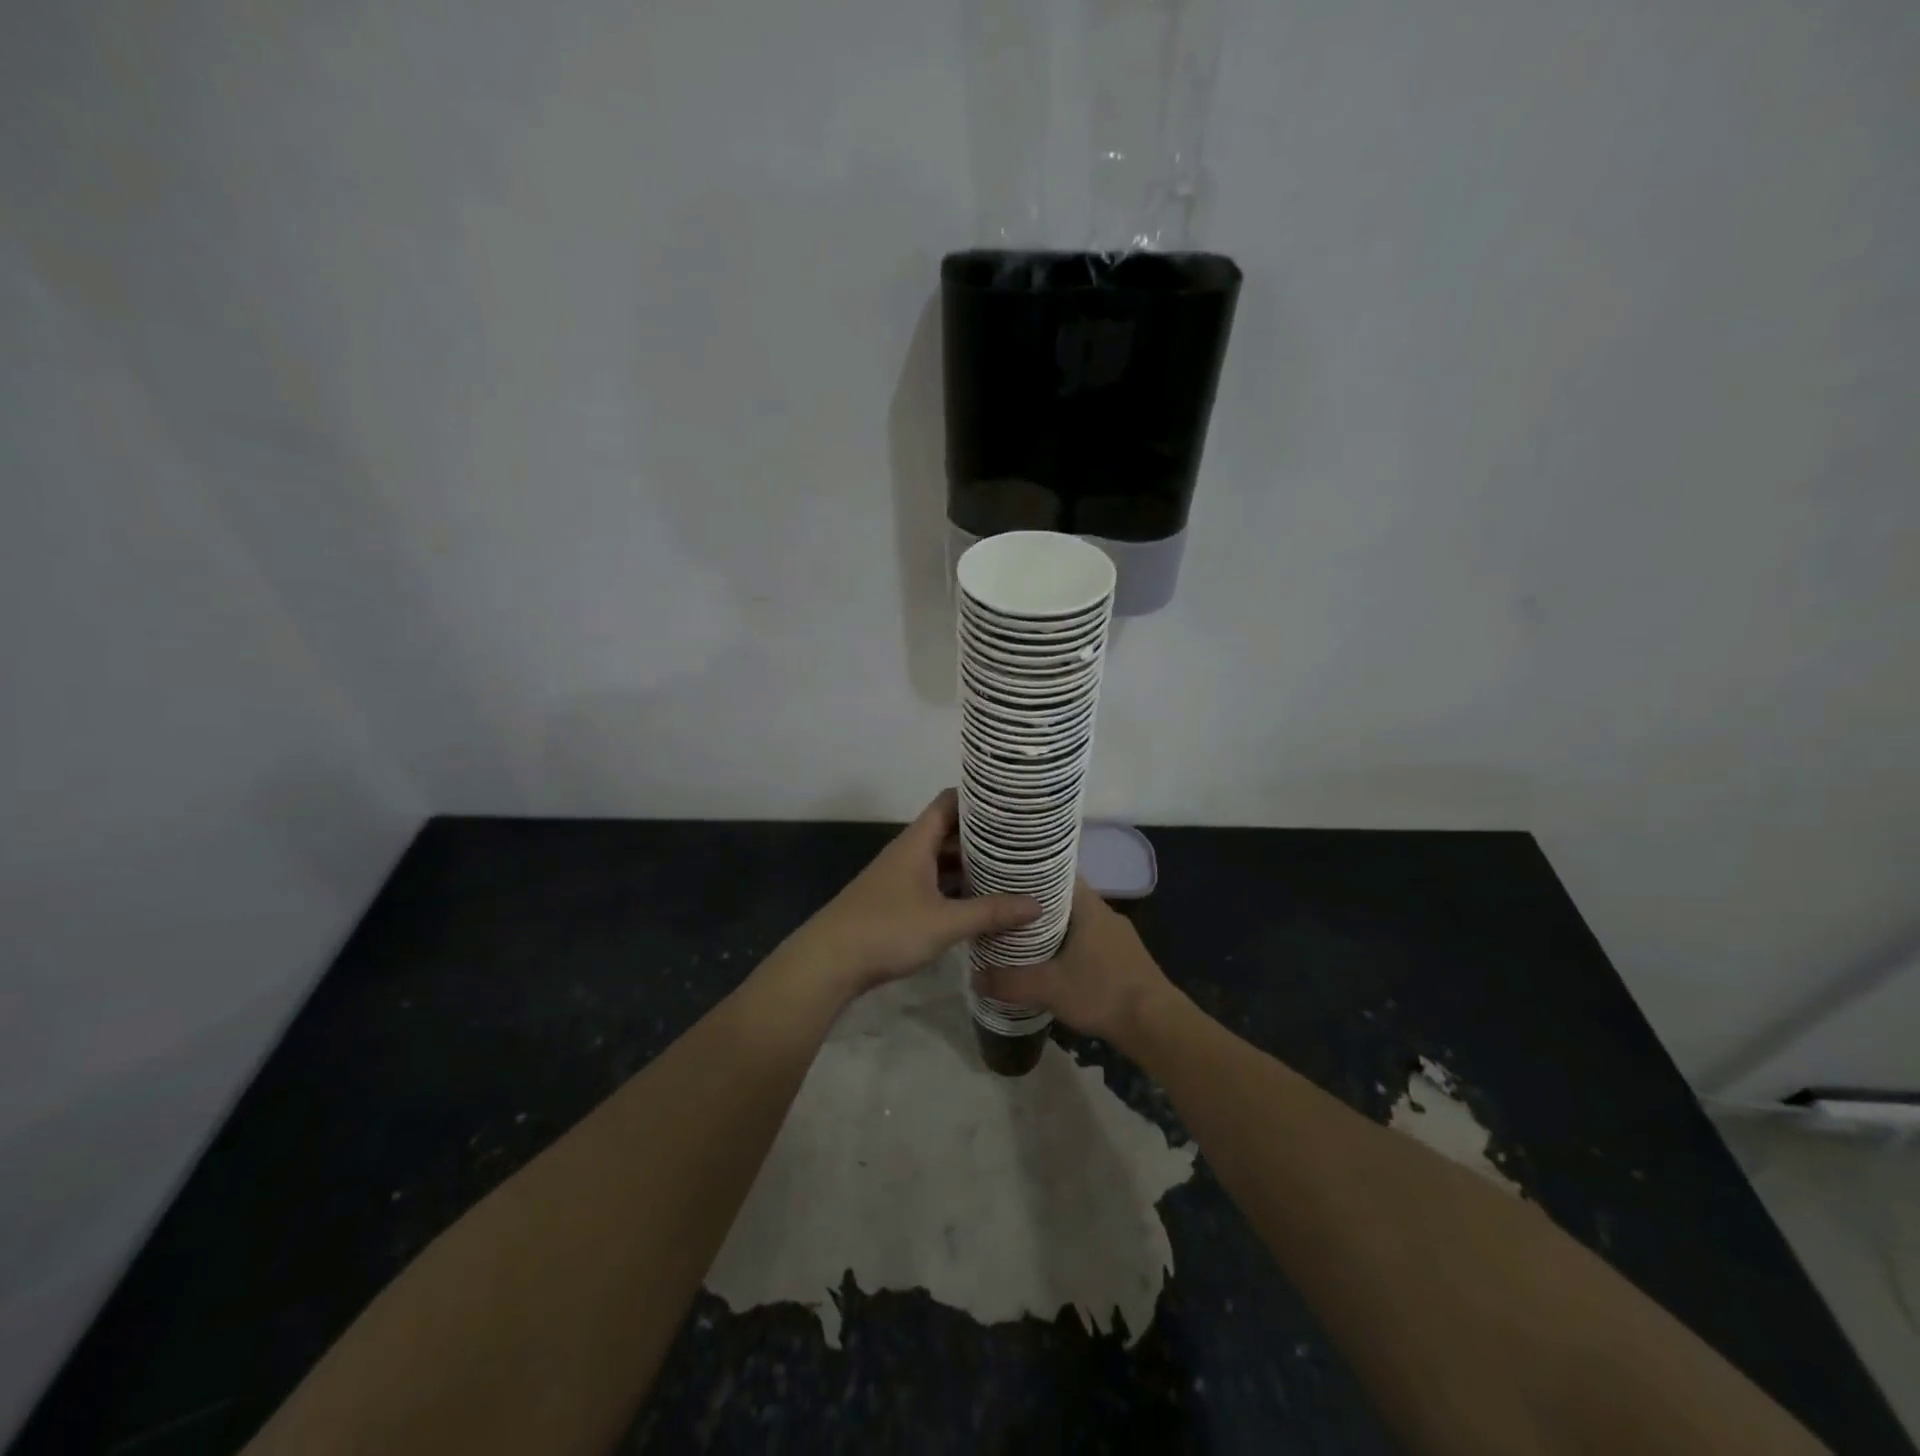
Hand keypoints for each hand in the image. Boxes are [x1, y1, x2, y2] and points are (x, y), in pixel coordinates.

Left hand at [790, 790, 1040, 997]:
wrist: (828, 962)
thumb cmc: (886, 929)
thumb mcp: (944, 922)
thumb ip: (990, 912)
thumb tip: (1037, 904)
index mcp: (917, 842)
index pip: (950, 802)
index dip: (979, 798)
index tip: (1013, 802)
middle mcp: (909, 853)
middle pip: (950, 832)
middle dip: (984, 836)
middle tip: (1025, 840)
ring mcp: (901, 878)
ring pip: (942, 861)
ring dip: (971, 865)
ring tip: (1013, 869)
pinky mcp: (896, 902)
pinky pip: (934, 885)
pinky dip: (957, 889)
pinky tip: (981, 902)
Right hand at [977, 879, 1175, 1048]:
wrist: (1156, 1024)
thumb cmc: (1101, 991)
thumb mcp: (1048, 987)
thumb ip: (1009, 981)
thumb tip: (974, 977)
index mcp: (1088, 906)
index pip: (1055, 874)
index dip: (1029, 875)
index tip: (1003, 880)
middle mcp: (1104, 912)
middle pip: (1063, 899)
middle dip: (1035, 906)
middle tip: (1004, 912)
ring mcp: (1118, 936)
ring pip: (1077, 922)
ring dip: (1053, 929)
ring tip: (1021, 938)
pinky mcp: (1125, 958)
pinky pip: (1090, 942)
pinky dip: (1070, 947)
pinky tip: (1054, 964)